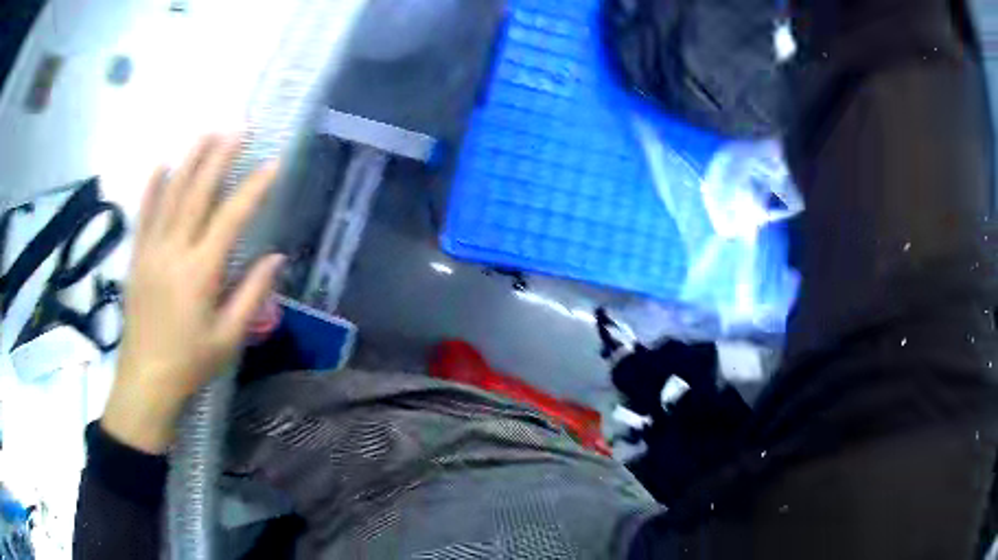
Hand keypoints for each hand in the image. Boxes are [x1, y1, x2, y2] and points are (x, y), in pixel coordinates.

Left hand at [101, 135, 283, 453]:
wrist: (146, 380)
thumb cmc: (190, 363)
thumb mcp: (228, 338)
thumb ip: (251, 295)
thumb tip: (275, 257)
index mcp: (200, 272)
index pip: (231, 217)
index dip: (254, 188)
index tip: (273, 163)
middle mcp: (174, 251)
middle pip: (198, 193)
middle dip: (221, 157)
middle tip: (240, 128)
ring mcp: (151, 250)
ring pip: (170, 195)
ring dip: (190, 160)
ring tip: (208, 133)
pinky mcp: (136, 257)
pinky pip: (143, 214)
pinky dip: (152, 187)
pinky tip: (162, 164)